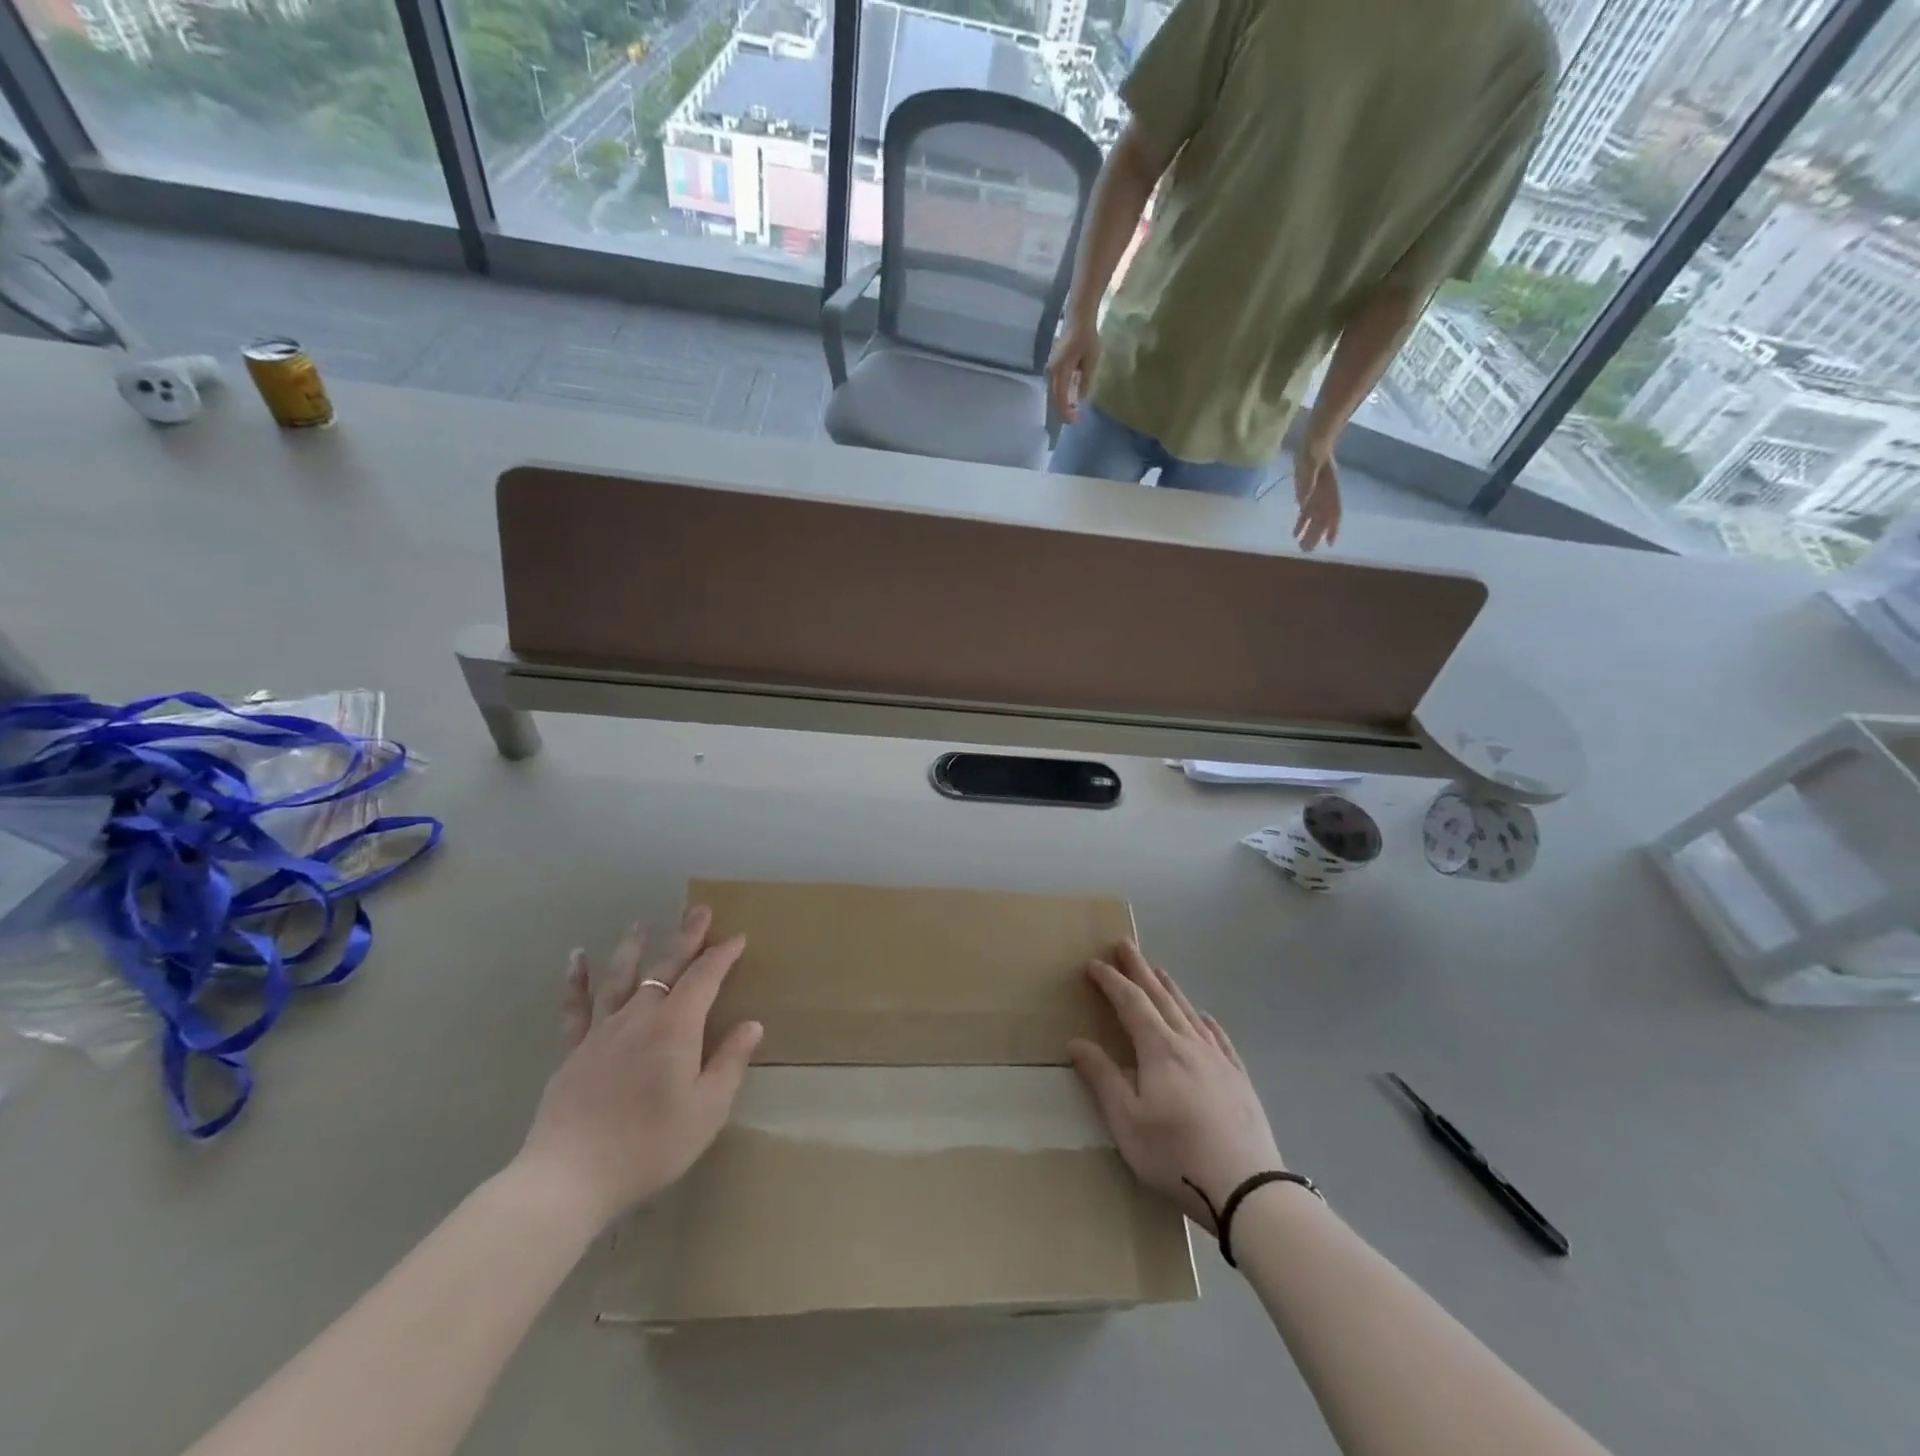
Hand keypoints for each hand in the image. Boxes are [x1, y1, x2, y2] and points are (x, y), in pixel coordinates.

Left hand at [513, 906, 763, 1230]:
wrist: (569, 1178)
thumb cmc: (649, 1145)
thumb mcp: (707, 1110)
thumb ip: (730, 1062)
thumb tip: (752, 1025)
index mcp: (675, 1027)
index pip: (704, 978)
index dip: (722, 956)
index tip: (738, 937)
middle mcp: (639, 1017)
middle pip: (666, 967)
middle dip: (687, 937)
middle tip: (701, 910)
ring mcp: (602, 1032)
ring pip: (621, 977)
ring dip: (634, 947)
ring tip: (641, 924)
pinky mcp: (574, 1052)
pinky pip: (576, 1008)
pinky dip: (576, 981)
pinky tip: (576, 958)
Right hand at [1047, 316, 1100, 423]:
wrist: (1078, 317)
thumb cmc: (1087, 337)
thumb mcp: (1091, 361)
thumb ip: (1085, 382)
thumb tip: (1081, 399)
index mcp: (1060, 372)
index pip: (1061, 398)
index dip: (1067, 412)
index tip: (1075, 421)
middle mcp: (1052, 372)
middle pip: (1055, 397)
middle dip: (1063, 411)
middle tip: (1074, 421)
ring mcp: (1051, 368)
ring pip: (1054, 392)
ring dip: (1062, 403)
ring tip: (1072, 412)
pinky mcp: (1054, 365)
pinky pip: (1056, 385)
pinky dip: (1062, 394)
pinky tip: (1069, 398)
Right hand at [1068, 944, 1282, 1233]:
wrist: (1247, 1189)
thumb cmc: (1175, 1155)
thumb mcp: (1126, 1122)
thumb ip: (1103, 1078)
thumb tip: (1077, 1042)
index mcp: (1159, 1050)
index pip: (1131, 1003)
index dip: (1111, 981)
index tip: (1094, 964)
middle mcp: (1190, 1044)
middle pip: (1161, 996)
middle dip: (1140, 969)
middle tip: (1125, 944)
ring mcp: (1219, 1060)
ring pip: (1190, 1011)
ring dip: (1170, 988)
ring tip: (1158, 970)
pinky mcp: (1239, 1079)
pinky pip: (1219, 1037)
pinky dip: (1205, 1020)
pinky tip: (1205, 1018)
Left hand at [1293, 437, 1342, 551]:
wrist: (1314, 441)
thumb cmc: (1314, 450)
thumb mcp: (1310, 462)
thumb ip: (1307, 481)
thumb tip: (1303, 502)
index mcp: (1329, 489)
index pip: (1334, 511)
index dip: (1333, 527)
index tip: (1330, 543)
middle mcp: (1325, 495)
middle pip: (1322, 519)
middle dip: (1316, 535)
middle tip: (1306, 550)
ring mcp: (1317, 495)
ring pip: (1315, 518)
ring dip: (1309, 532)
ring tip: (1301, 547)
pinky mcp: (1308, 494)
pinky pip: (1306, 512)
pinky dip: (1301, 523)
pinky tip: (1295, 533)